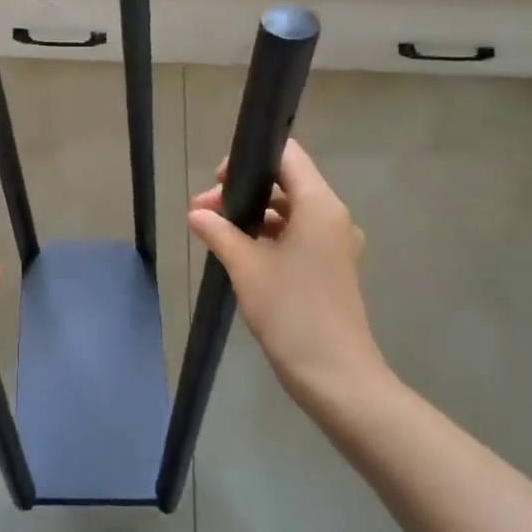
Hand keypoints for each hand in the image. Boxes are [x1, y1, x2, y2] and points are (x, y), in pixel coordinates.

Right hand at [188, 140, 392, 417]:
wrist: (335, 375)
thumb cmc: (291, 311)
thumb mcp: (246, 267)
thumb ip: (220, 232)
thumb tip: (196, 214)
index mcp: (320, 206)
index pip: (287, 156)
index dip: (250, 159)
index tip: (217, 181)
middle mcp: (333, 217)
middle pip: (286, 183)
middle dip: (243, 192)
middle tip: (203, 211)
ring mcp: (335, 244)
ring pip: (290, 211)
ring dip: (253, 216)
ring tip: (214, 232)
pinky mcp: (331, 267)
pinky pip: (298, 235)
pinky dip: (269, 235)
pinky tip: (239, 253)